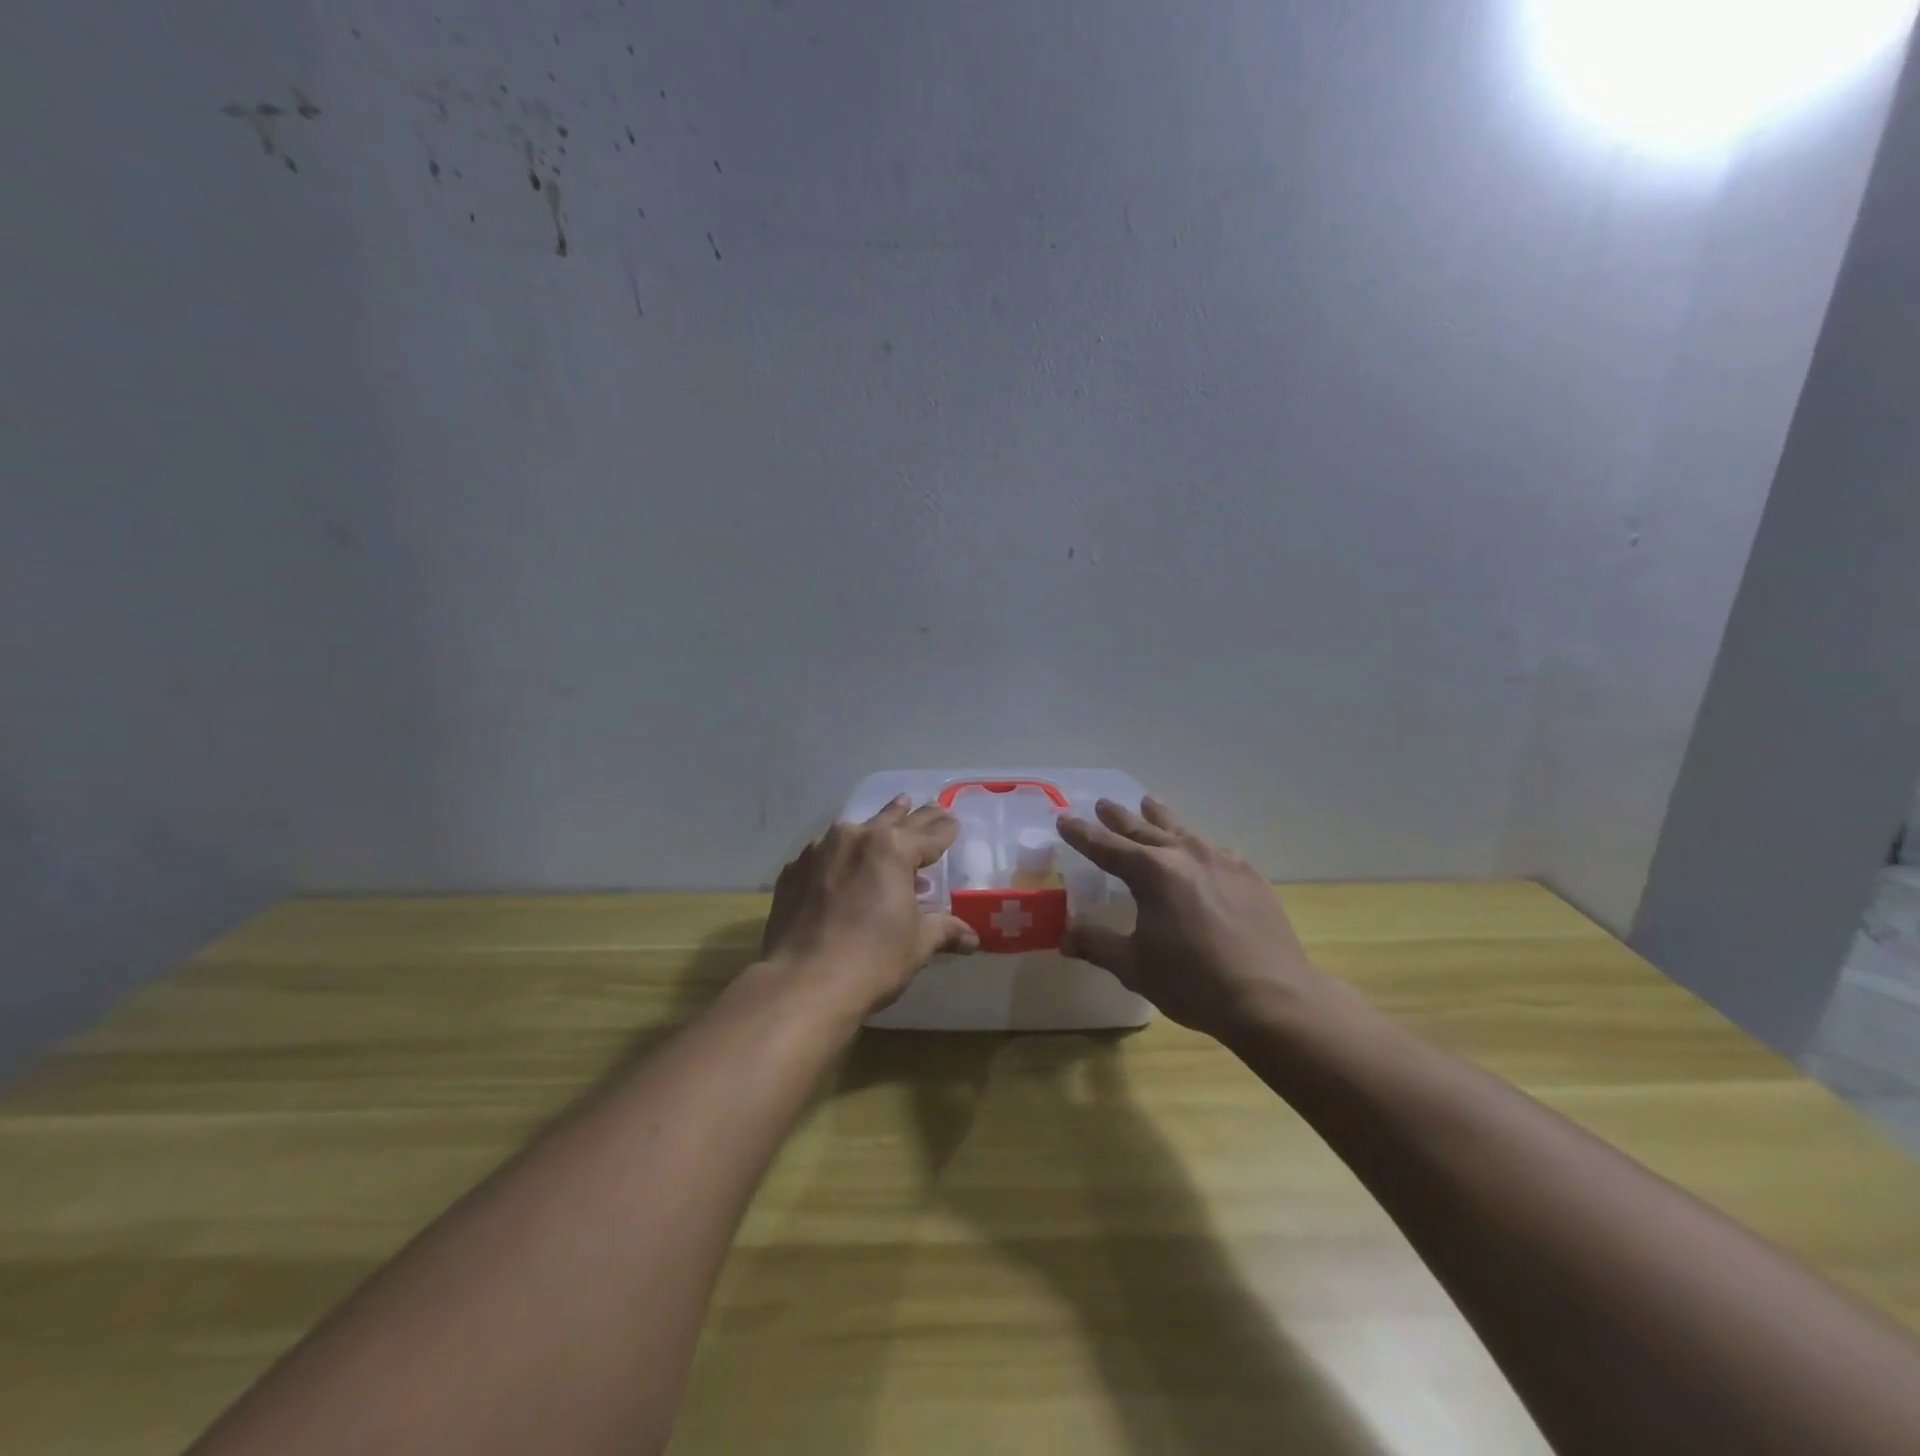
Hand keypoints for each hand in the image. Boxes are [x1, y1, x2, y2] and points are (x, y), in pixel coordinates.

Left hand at [762, 796, 979, 1014]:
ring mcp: (819, 851)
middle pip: (893, 820)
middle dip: (914, 816)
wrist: (803, 983)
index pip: (929, 834)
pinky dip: (839, 857)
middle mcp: (855, 838)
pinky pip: (823, 854)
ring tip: (889, 820)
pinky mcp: (793, 871)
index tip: (954, 820)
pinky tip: (841, 867)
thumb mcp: (918, 943)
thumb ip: (945, 930)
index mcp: (893, 849)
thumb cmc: (873, 960)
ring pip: (854, 831)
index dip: (945, 829)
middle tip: (932, 806)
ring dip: (875, 828)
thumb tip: (973, 938)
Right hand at [1058, 798, 1335, 1040]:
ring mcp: (1222, 860)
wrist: (1272, 998)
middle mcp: (1185, 854)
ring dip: (1160, 818)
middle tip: (1103, 804)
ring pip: (1182, 830)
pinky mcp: (1250, 875)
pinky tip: (1200, 853)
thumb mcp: (1135, 966)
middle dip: (1119, 817)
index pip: (1106, 846)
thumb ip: (1098, 945)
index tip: (1064, 818)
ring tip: (1149, 802)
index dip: (1082, 833)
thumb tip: (1065, 938)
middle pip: (1143, 828)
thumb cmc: (1194, 982)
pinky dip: (1197, 846)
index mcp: (1151, 872)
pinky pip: (1214, 851)